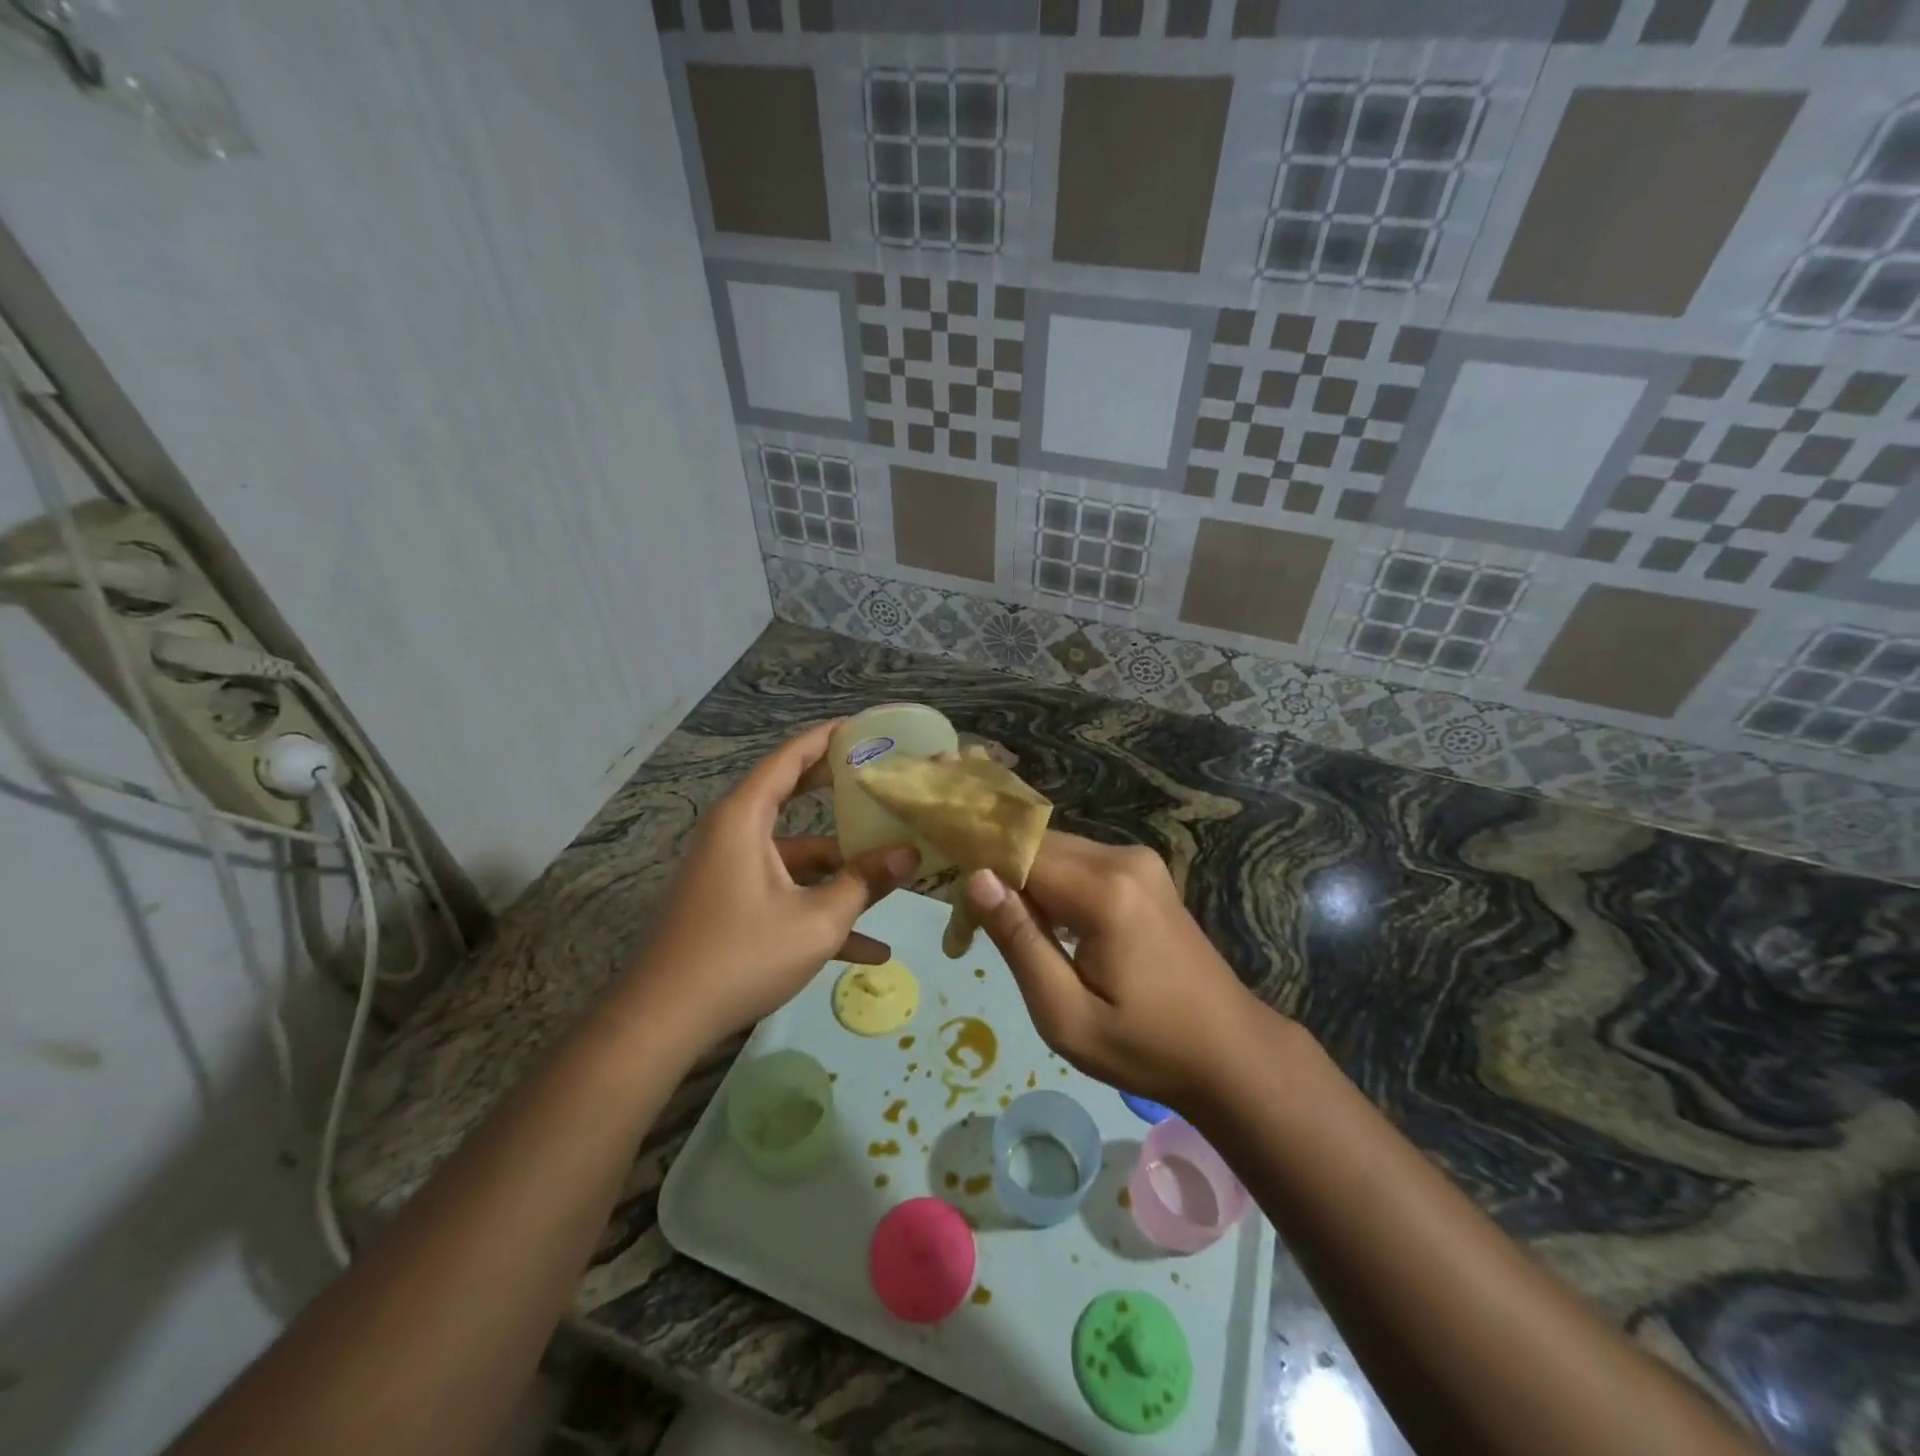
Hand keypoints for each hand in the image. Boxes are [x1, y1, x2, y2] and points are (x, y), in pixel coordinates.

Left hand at [625, 722, 917, 1047]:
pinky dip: (818, 911)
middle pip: (793, 799)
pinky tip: (869, 949)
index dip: (828, 739)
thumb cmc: (742, 955)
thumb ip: (865, 882)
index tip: (864, 728)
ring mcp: (731, 872)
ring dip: (841, 874)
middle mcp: (734, 834)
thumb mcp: (817, 920)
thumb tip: (911, 854)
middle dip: (841, 795)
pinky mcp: (730, 905)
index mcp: (744, 818)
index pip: (790, 758)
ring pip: (796, 858)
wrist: (663, 1022)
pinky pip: (783, 894)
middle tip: (883, 781)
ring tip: (894, 879)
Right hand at [965, 832, 1268, 1110]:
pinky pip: (1081, 863)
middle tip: (973, 930)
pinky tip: (1048, 927)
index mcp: (1105, 891)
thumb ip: (1019, 941)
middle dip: (999, 876)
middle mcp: (1123, 858)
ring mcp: (1139, 861)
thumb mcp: (1065, 1014)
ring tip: (1009, 935)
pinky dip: (1052, 885)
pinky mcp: (1144, 872)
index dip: (979, 871)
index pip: (1019, 852)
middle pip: (1037, 846)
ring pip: (1056, 851)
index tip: (956, 914)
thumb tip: (976, 878)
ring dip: (1024, 881)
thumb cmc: (1145, 1047)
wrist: (1230, 1052)